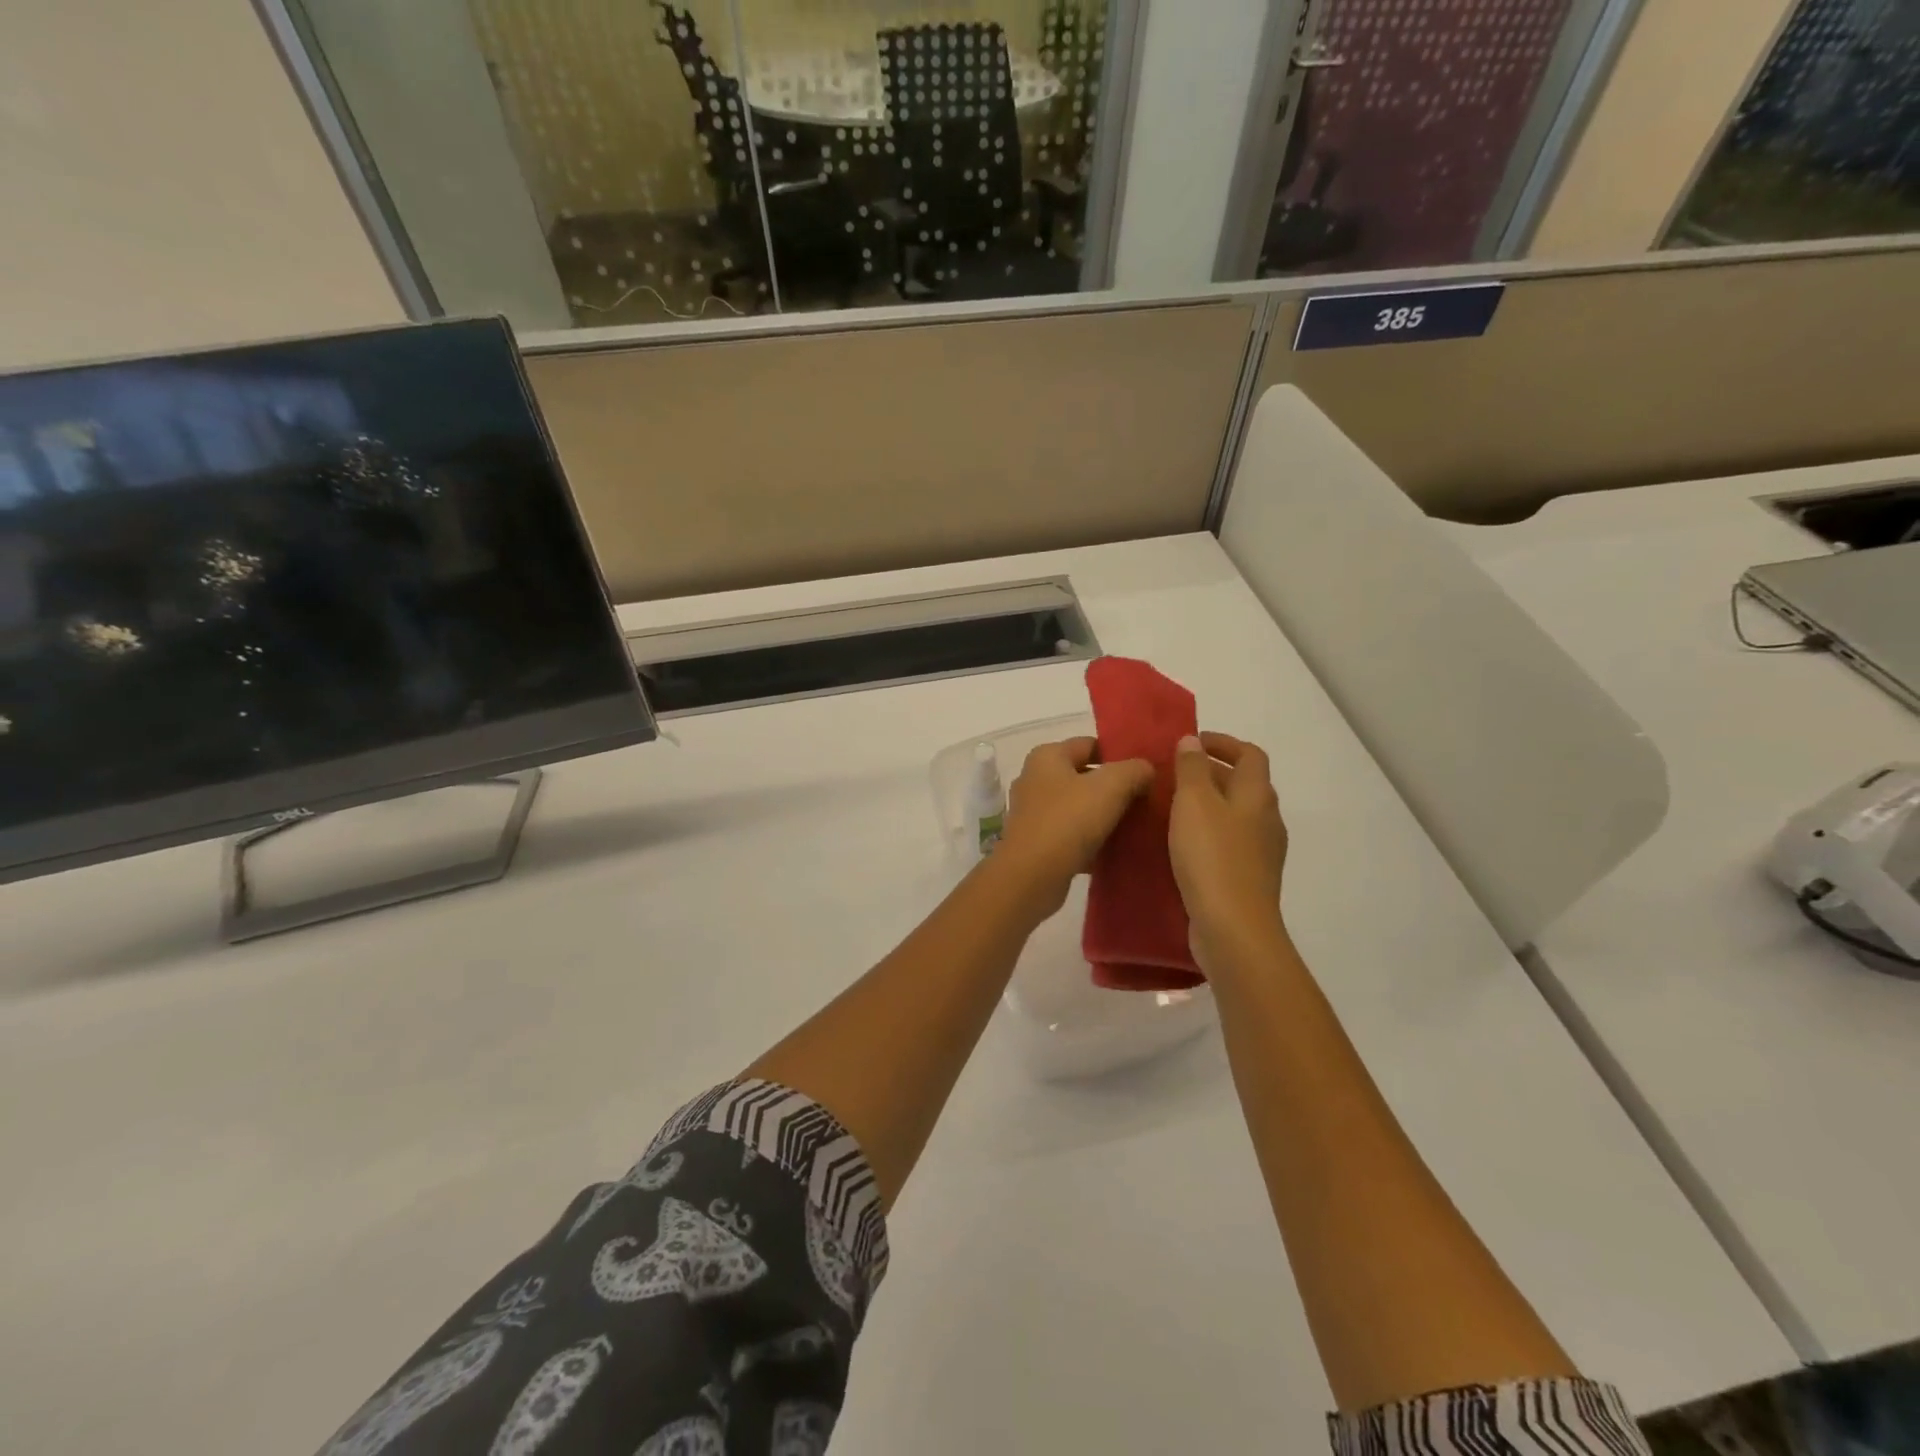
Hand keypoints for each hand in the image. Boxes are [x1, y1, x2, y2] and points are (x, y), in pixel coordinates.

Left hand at [996, 737, 1152, 916]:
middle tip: (1148, 799)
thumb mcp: (1110, 787)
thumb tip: (1146, 768)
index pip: (1090, 744)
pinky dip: (1093, 840)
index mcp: (1047, 756)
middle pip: (1085, 776)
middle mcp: (1035, 779)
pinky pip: (1072, 834)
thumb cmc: (1068, 821)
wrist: (1031, 876)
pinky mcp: (1037, 842)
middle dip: (1115, 787)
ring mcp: (1034, 812)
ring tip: (1138, 825)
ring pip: (1079, 807)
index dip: (1120, 754)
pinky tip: (1118, 850)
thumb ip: (1133, 770)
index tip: (1147, 770)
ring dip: (1105, 815)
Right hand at [1169, 733, 1289, 972]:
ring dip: (1207, 805)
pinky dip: (1206, 834)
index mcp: (1257, 795)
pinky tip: (1179, 846)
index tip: (1190, 743)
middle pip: (1243, 784)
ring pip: (1234, 815)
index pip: (1249, 754)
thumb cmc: (1212, 857)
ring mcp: (1261, 852)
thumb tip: (1192, 740)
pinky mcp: (1248, 879)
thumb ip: (1191, 768)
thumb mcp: (1193, 803)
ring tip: (1169, 808)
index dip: (1222, 743)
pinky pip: (1228, 843)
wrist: (1233, 928)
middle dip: (1209, 773)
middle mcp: (1266, 819)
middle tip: (1171, 774)